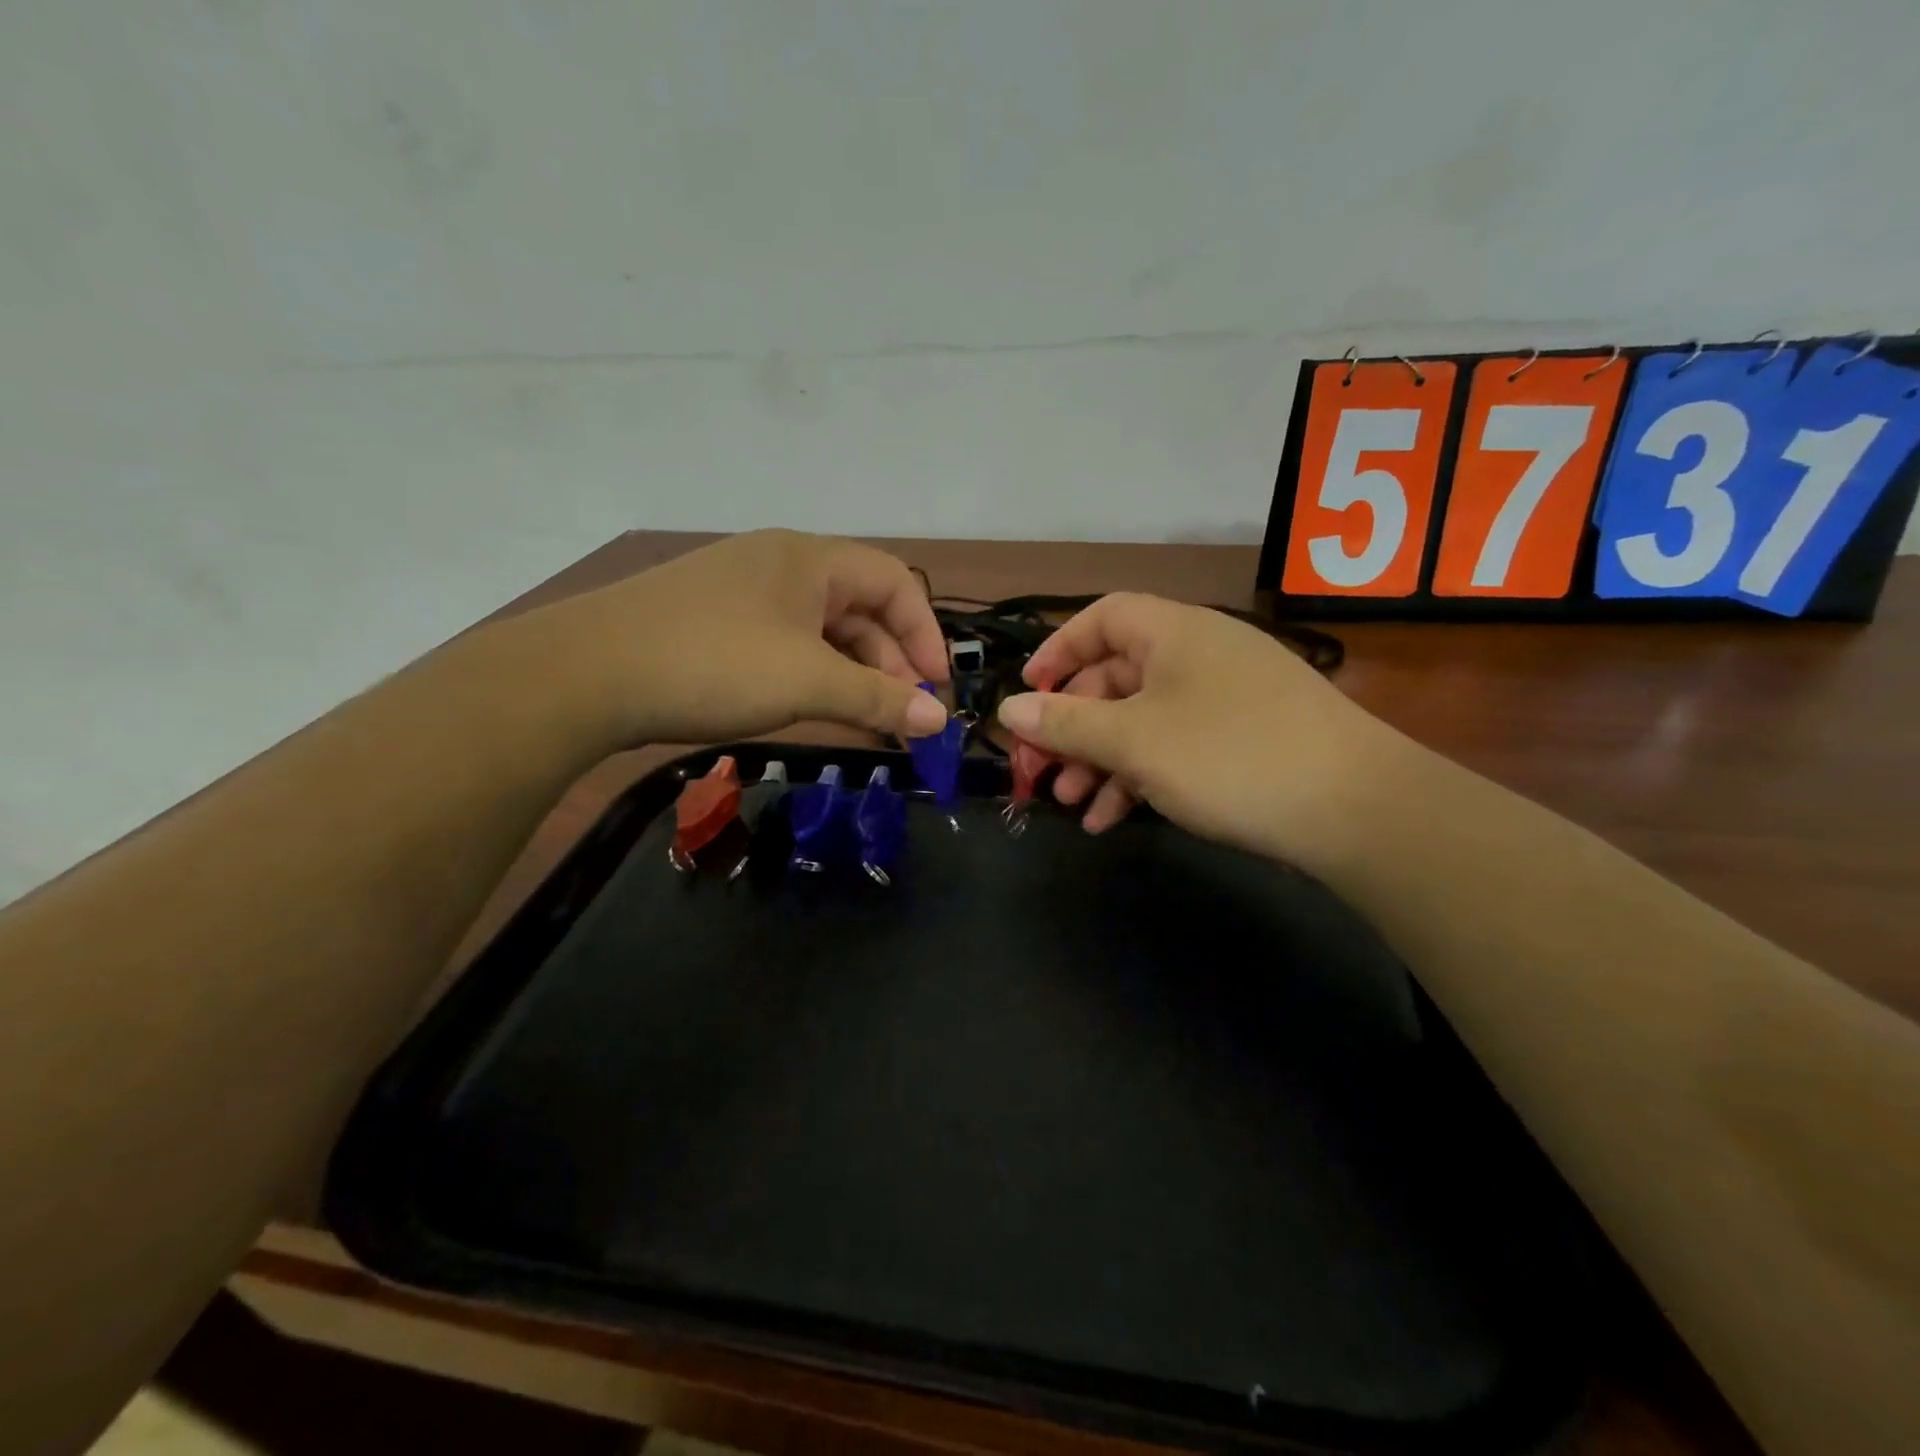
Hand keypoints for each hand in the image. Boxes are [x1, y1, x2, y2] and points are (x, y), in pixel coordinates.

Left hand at [538, 530, 950, 746]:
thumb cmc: (714, 664)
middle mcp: (781, 565)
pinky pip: (786, 647)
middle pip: (860, 608)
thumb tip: (939, 722)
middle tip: (901, 718)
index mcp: (810, 558)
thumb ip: (878, 700)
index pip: (896, 582)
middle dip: (890, 663)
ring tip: (866, 723)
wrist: (584, 675)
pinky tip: (816, 712)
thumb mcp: (808, 683)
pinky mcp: (715, 625)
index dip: (926, 634)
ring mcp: (744, 594)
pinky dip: (813, 678)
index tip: (936, 690)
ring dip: (852, 676)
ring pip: (822, 632)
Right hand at [996, 593, 1402, 867]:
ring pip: (1140, 720)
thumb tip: (1009, 710)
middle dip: (1070, 726)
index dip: (1056, 652)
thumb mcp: (1134, 741)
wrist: (1357, 810)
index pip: (1100, 619)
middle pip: (1113, 677)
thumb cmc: (1229, 756)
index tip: (1028, 698)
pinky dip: (1138, 778)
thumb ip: (1066, 724)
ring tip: (1069, 805)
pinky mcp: (1242, 741)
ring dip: (1098, 760)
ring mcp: (1224, 699)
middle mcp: (1197, 655)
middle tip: (1038, 772)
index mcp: (1172, 633)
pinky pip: (1173, 748)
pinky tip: (1111, 819)